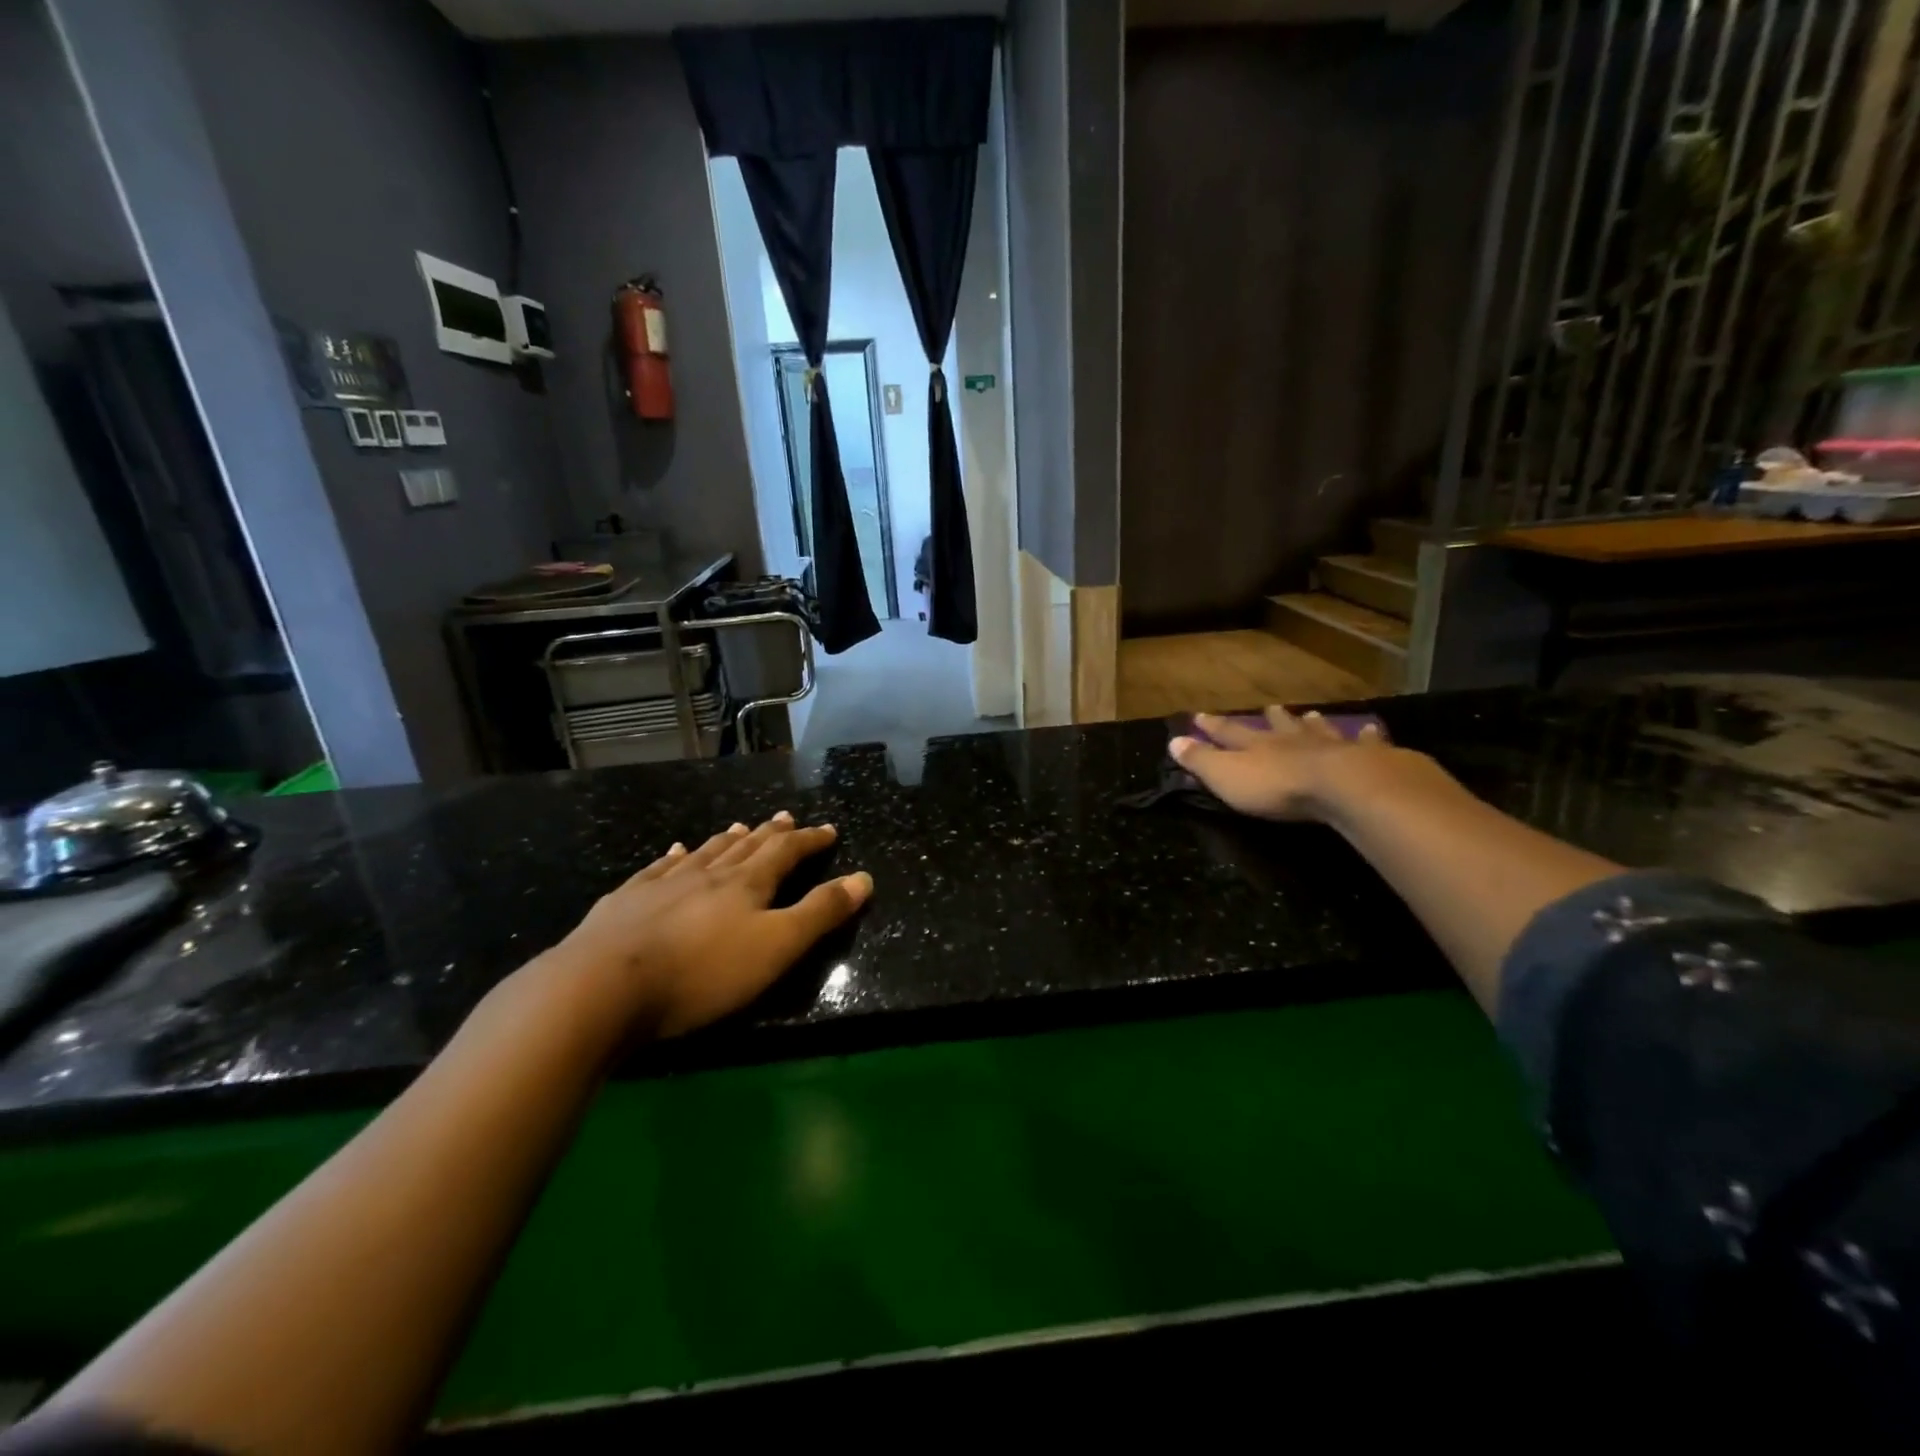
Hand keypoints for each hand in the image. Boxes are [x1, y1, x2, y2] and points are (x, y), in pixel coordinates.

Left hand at [546, 813, 871, 1035]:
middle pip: (746, 847)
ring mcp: (663, 884)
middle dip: (771, 833)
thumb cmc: (701, 973)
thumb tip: (863, 878)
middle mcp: (707, 874)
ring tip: (740, 827)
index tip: (828, 828)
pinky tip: (674, 852)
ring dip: (727, 839)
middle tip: (786, 817)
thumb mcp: (775, 948)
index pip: (786, 853)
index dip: (809, 840)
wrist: (601, 987)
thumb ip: (820, 913)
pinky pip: (657, 869)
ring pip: (704, 852)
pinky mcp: (625, 902)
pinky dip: (673, 857)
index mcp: (746, 884)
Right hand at [1169, 707, 1403, 821]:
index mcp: (1256, 746)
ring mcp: (1330, 746)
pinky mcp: (1365, 758)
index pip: (1229, 733)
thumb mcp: (1226, 777)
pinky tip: (1371, 729)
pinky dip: (1366, 737)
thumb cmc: (1277, 786)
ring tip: (1312, 715)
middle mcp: (1291, 740)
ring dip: (1312, 724)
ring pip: (1318, 731)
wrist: (1341, 786)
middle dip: (1271, 719)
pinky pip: (1365, 743)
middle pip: (1278, 727)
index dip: (1213, 726)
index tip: (1200, 716)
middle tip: (1269, 707)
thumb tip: (1173, 740)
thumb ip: (1201, 761)